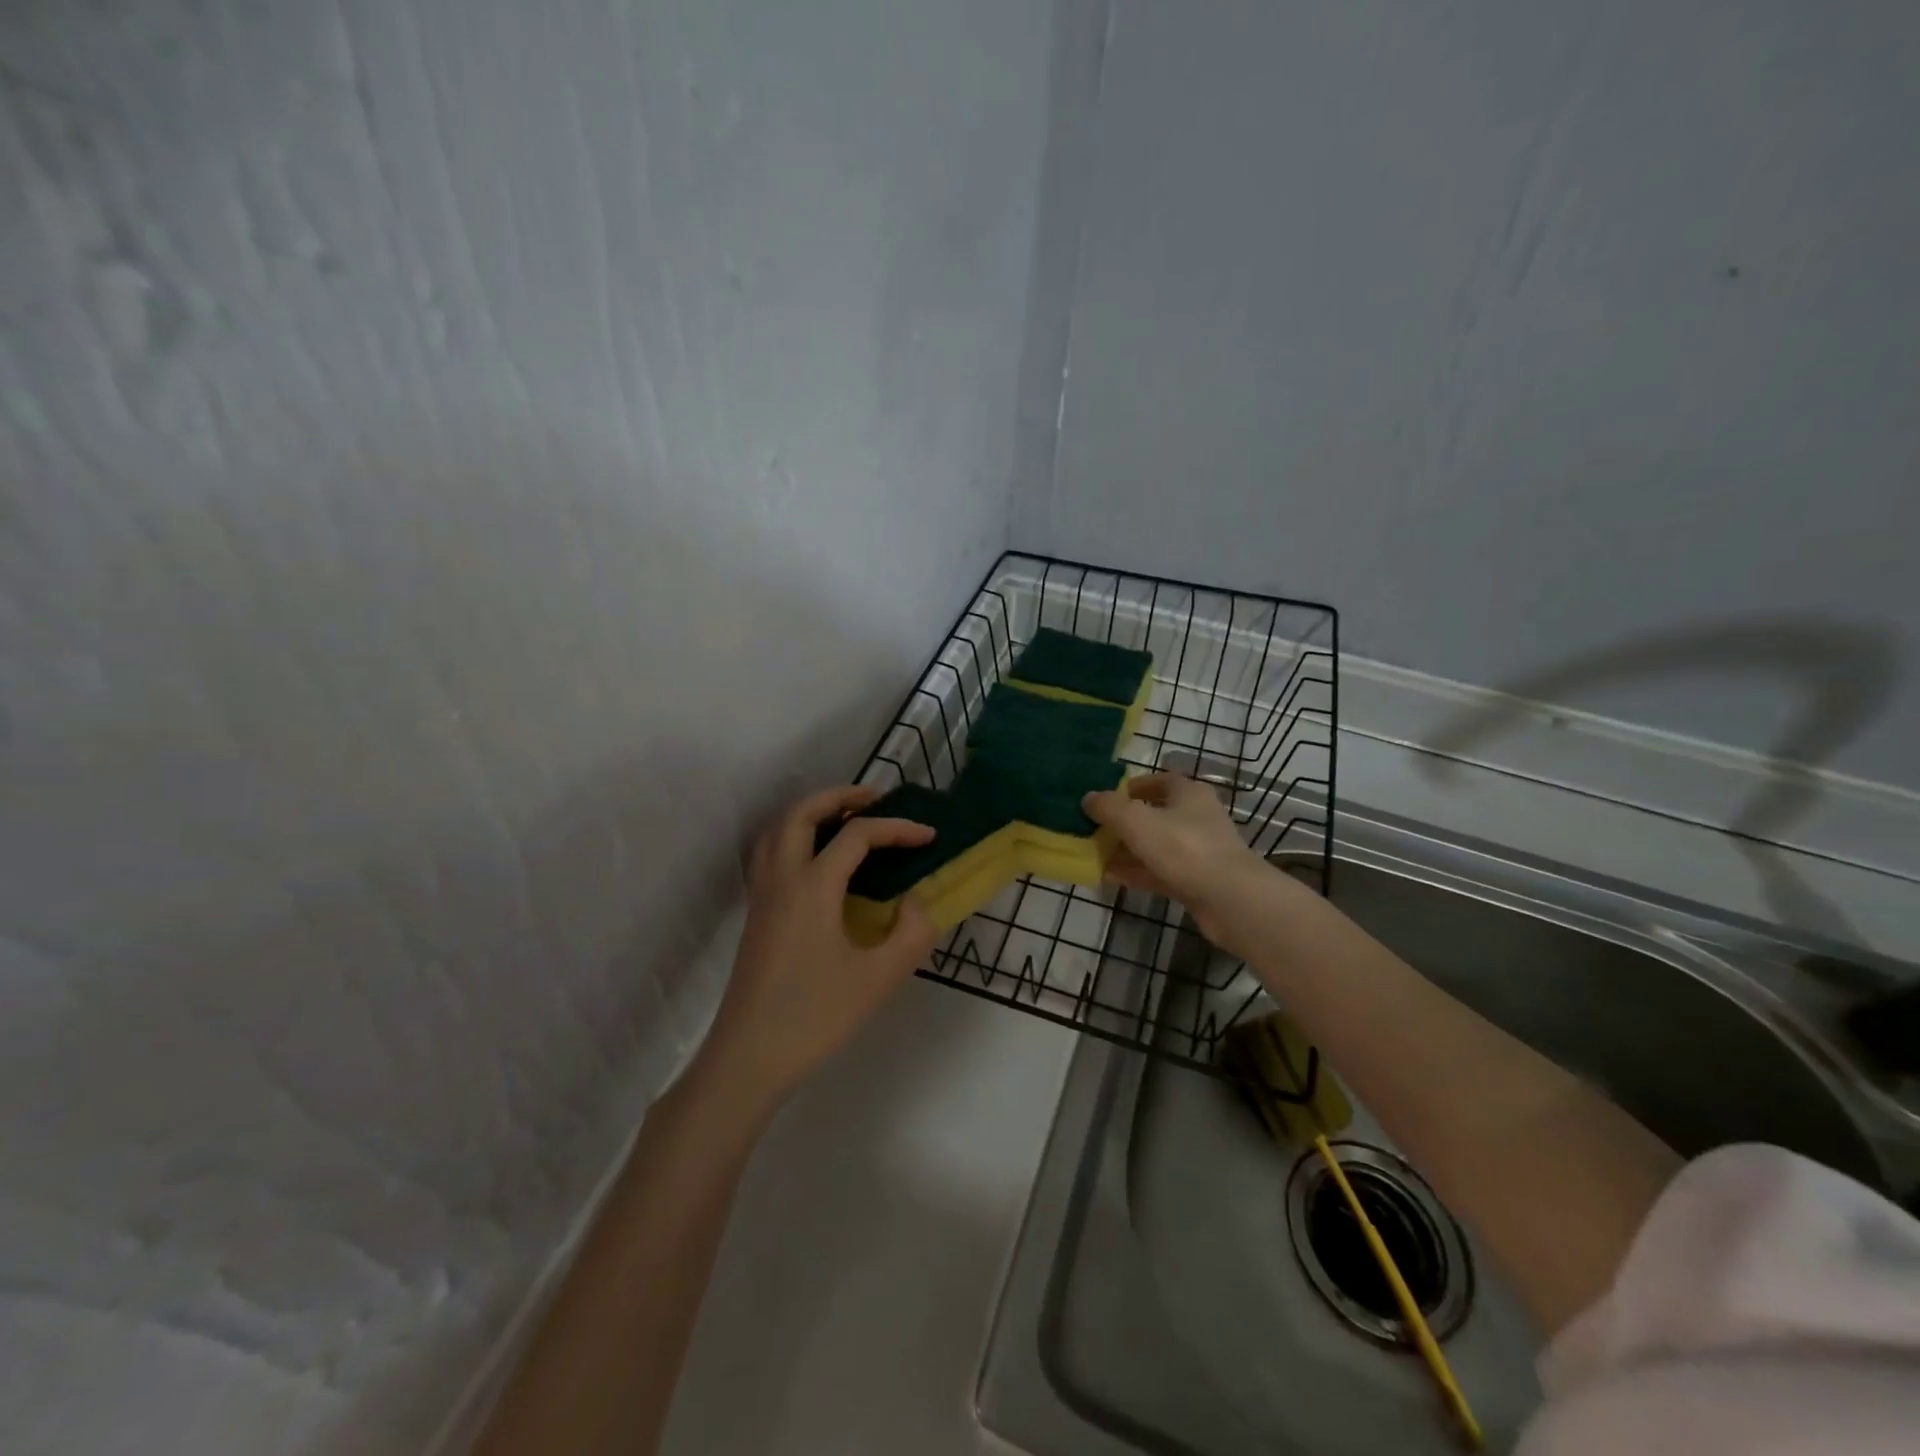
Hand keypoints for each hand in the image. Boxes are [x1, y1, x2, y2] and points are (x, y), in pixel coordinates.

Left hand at [697, 785, 939, 1110]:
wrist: (749, 1058)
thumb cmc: (815, 1016)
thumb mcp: (878, 978)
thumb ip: (911, 934)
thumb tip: (918, 903)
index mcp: (813, 886)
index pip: (858, 835)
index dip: (897, 828)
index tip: (929, 836)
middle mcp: (782, 879)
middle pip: (802, 813)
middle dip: (839, 796)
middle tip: (874, 799)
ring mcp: (762, 896)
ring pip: (778, 830)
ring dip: (811, 812)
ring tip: (845, 820)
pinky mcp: (756, 915)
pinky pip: (771, 854)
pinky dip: (794, 837)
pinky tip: (816, 862)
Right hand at [1082, 773, 1269, 940]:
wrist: (1232, 900)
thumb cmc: (1185, 848)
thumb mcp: (1137, 821)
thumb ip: (1109, 807)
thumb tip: (1088, 797)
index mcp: (1189, 794)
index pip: (1159, 780)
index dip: (1132, 786)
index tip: (1106, 797)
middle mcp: (1196, 818)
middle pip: (1155, 814)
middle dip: (1124, 821)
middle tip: (1095, 828)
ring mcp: (1198, 851)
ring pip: (1156, 845)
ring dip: (1127, 849)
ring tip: (1095, 853)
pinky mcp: (1196, 881)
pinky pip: (1159, 872)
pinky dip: (1137, 872)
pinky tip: (1110, 876)